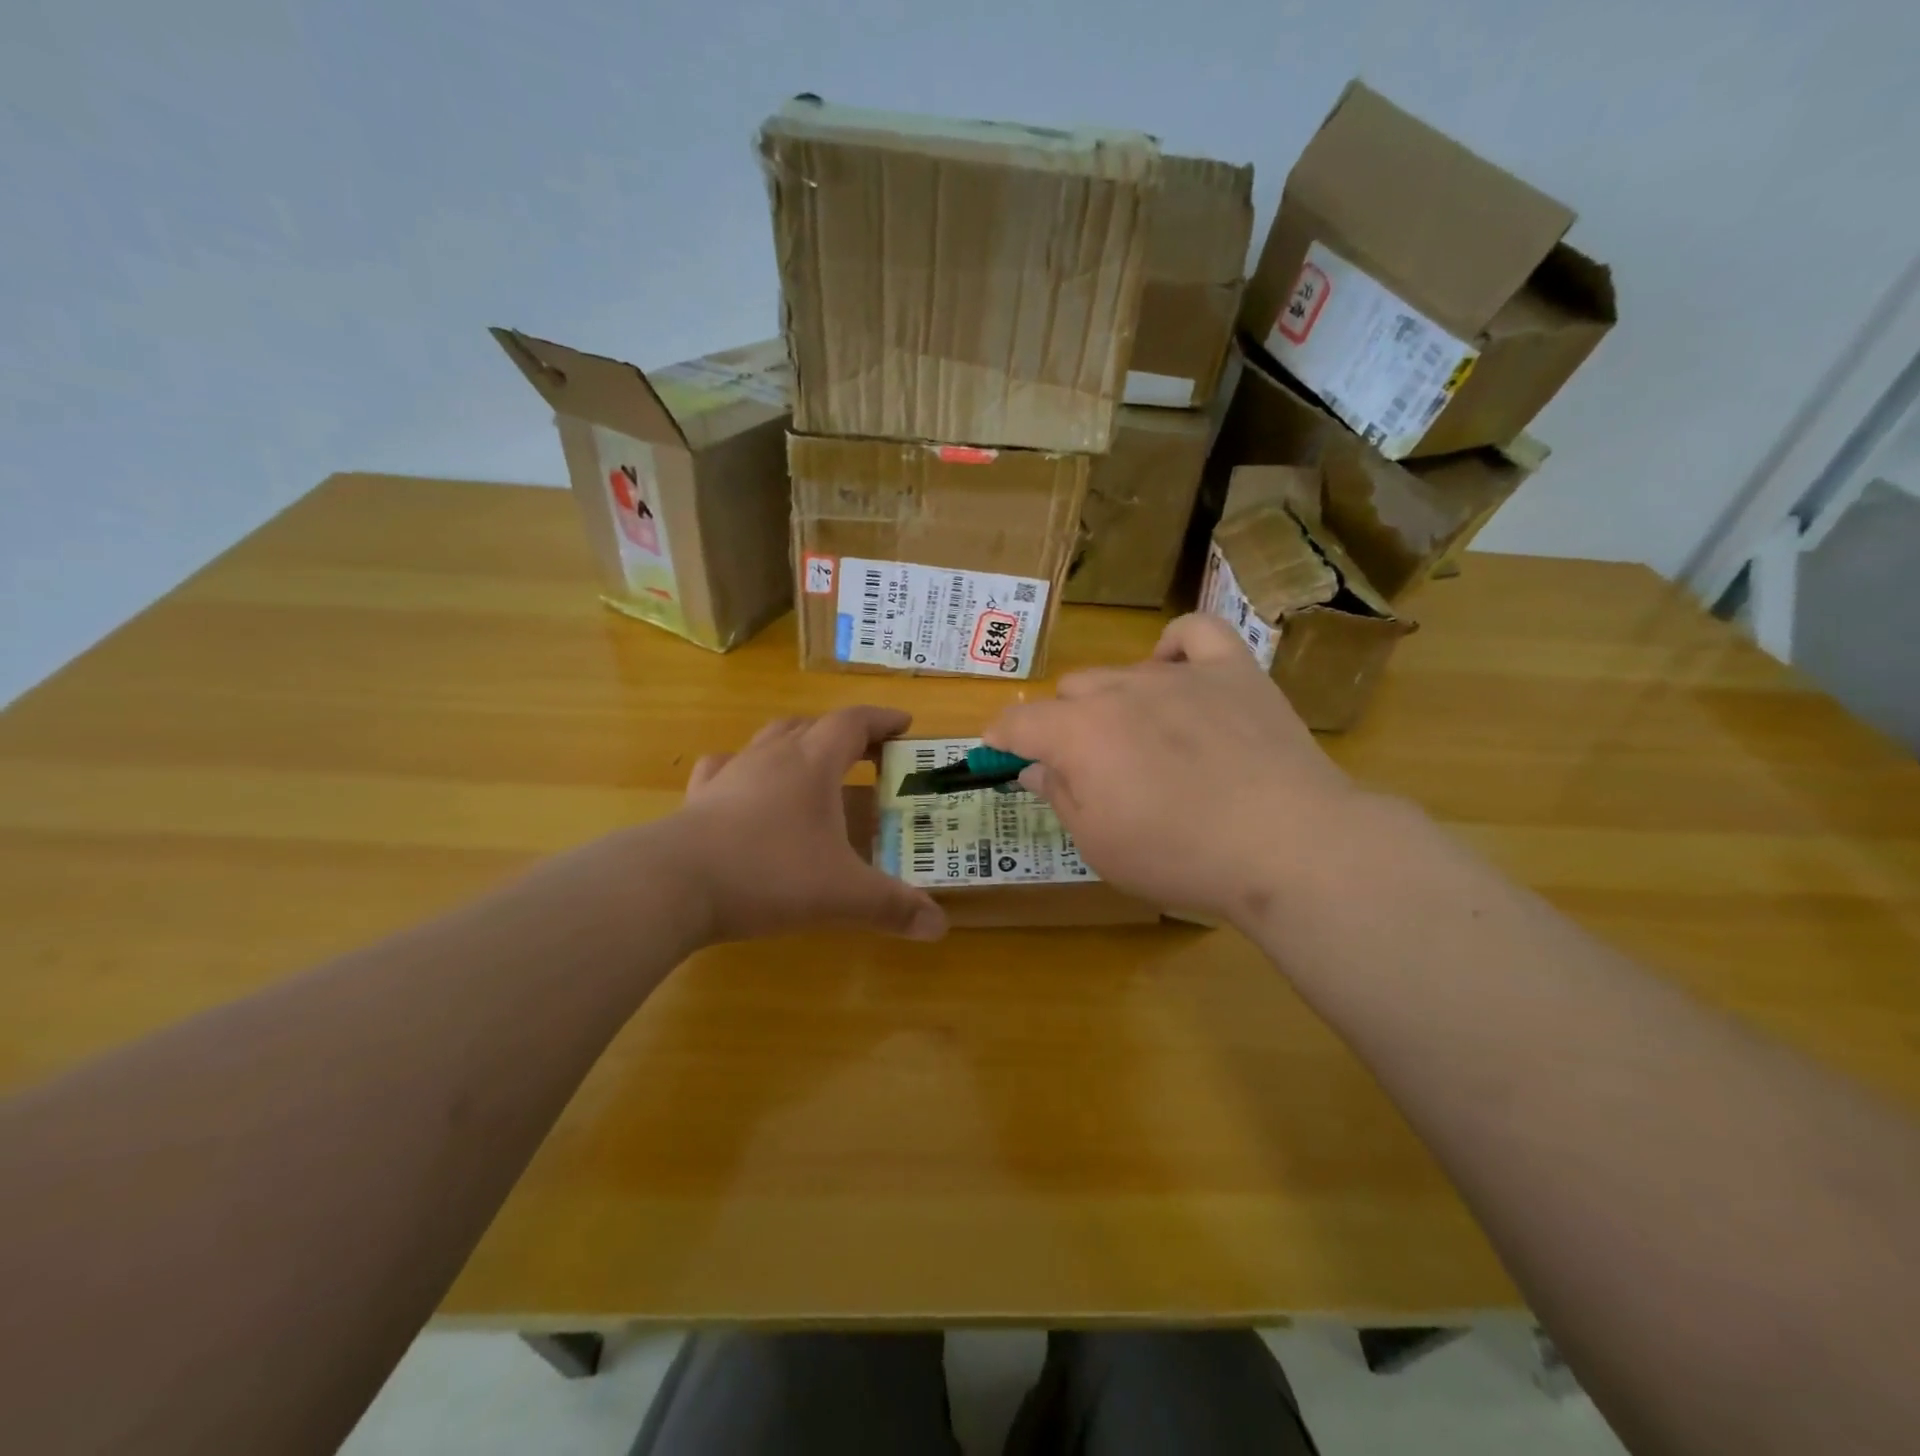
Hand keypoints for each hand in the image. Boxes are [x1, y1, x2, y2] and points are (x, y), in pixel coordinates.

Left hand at [675, 706, 946, 942]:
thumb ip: (893, 907)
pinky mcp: (699, 797)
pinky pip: (725, 767)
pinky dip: (744, 768)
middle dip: (843, 733)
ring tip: (812, 766)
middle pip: (812, 725)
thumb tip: (940, 927)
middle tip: (866, 754)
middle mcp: (772, 756)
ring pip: (769, 739)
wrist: (674, 883)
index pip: (853, 723)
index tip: (905, 726)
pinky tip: (744, 786)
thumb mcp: (842, 894)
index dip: (883, 720)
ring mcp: (731, 773)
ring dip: (797, 744)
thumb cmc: (769, 874)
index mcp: (813, 764)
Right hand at [983, 614, 1363, 927]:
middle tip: (1090, 769)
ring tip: (1143, 742)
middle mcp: (1121, 690)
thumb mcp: (1099, 844)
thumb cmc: (1180, 856)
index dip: (1001, 738)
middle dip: (1066, 725)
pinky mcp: (1234, 671)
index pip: (1019, 722)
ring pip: (1123, 670)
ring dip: (1116, 701)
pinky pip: (1195, 633)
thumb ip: (1059, 796)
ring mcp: (1180, 675)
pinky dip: (1176, 647)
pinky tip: (1176, 671)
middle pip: (1072, 691)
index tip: (1000, 753)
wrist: (1287, 845)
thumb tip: (1033, 768)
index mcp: (1080, 733)